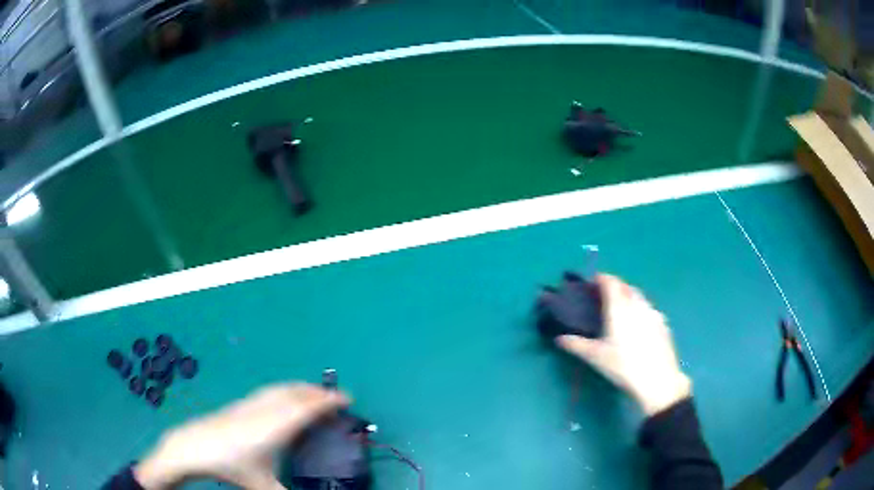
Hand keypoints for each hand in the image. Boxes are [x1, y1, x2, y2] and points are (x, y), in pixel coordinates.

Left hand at [134, 383, 348, 488]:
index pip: (308, 408)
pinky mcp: (239, 404)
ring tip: (313, 393)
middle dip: (317, 392)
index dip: (328, 401)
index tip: (346, 398)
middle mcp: (266, 411)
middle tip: (336, 396)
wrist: (192, 447)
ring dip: (300, 388)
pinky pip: (269, 392)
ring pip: (281, 389)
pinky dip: (285, 390)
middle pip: (296, 393)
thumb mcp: (263, 487)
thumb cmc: (230, 467)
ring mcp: (250, 404)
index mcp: (276, 428)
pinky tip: (282, 399)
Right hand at [557, 274, 690, 415]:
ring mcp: (653, 313)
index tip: (593, 282)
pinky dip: (641, 308)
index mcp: (619, 308)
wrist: (657, 379)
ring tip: (621, 308)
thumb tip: (559, 339)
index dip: (601, 278)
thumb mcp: (595, 357)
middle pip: (626, 286)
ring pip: (639, 296)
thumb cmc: (623, 366)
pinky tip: (639, 324)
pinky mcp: (663, 324)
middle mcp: (637, 304)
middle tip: (604, 296)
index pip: (610, 282)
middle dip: (615, 286)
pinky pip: (649, 309)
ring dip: (629, 295)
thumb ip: (576, 345)